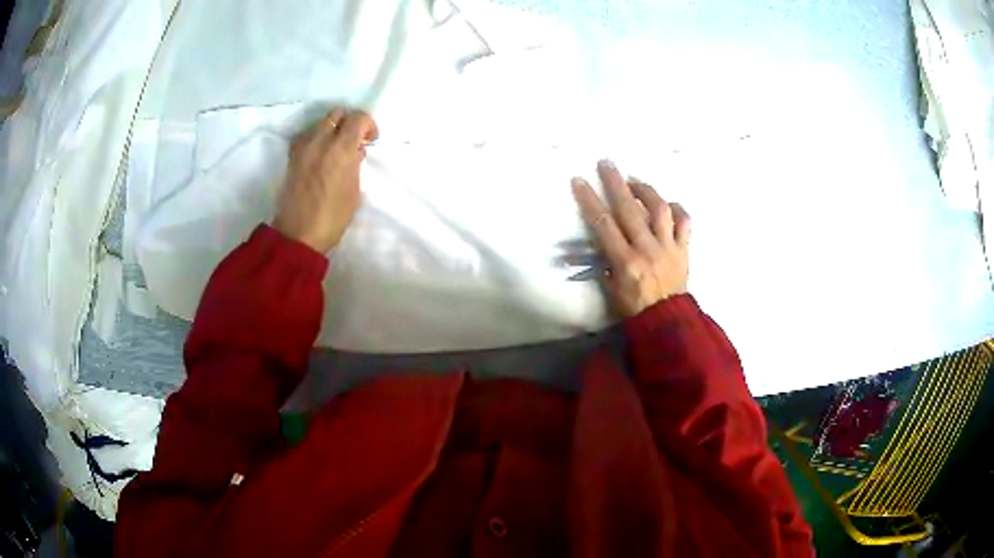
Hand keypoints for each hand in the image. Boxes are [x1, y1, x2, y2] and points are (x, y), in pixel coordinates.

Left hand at [273, 108, 378, 253]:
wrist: (298, 234)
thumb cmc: (333, 217)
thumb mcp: (354, 192)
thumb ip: (355, 166)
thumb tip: (355, 152)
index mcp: (341, 149)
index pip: (358, 118)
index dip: (368, 125)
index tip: (370, 140)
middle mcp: (321, 140)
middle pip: (337, 113)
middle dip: (349, 122)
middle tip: (354, 140)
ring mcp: (303, 147)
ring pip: (320, 122)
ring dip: (331, 128)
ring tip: (336, 148)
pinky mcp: (292, 156)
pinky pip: (306, 135)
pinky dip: (316, 137)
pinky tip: (319, 154)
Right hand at [571, 159, 690, 316]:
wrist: (668, 320)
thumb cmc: (635, 308)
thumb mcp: (611, 290)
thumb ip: (606, 264)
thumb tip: (601, 243)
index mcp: (626, 261)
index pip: (604, 224)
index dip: (590, 201)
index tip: (579, 181)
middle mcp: (647, 249)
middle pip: (629, 209)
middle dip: (615, 183)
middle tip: (606, 163)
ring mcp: (668, 247)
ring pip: (659, 209)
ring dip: (646, 191)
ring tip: (635, 181)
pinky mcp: (683, 248)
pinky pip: (684, 223)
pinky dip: (677, 209)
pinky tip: (668, 203)